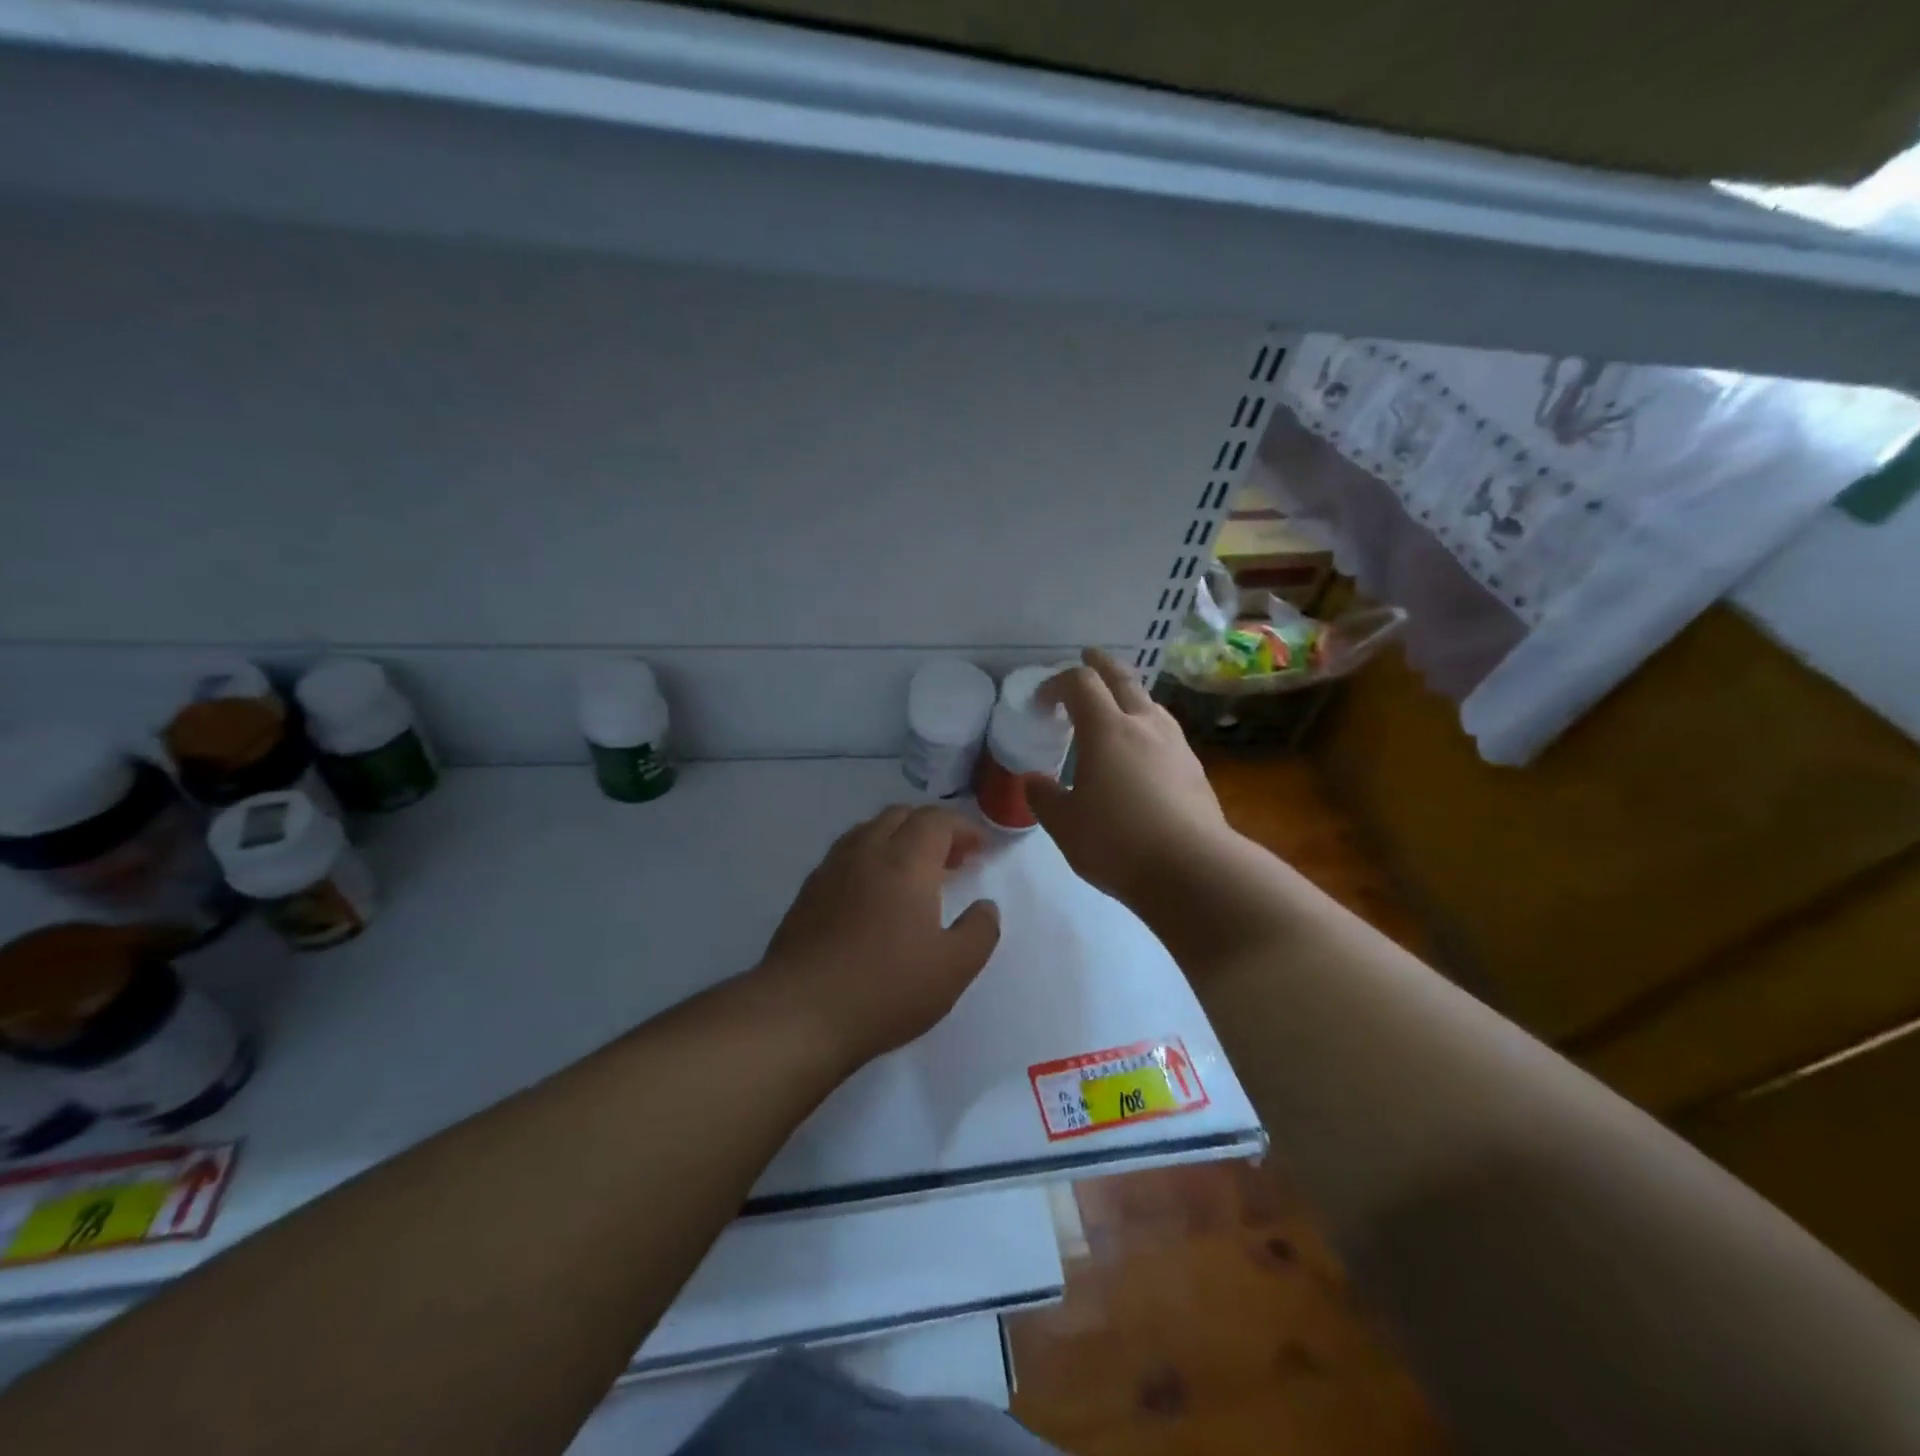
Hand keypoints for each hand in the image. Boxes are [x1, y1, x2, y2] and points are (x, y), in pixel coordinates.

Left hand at [759, 805, 1001, 1070]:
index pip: (937, 820)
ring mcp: (831, 869)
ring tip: (914, 873)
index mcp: (906, 861)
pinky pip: (846, 855)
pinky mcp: (808, 892)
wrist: (799, 1013)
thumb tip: (986, 906)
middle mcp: (867, 852)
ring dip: (898, 839)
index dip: (963, 827)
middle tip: (952, 859)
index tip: (981, 849)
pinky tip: (874, 894)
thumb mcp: (953, 969)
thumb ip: (979, 931)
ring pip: (869, 831)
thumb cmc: (885, 988)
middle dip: (932, 828)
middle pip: (901, 816)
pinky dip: (870, 858)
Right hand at [1029, 649, 1230, 906]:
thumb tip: (1034, 780)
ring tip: (1116, 706)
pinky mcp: (1195, 768)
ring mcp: (1176, 744)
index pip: (1079, 683)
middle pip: (1122, 678)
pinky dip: (1147, 726)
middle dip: (1100, 665)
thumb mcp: (1065, 825)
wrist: (1194, 870)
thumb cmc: (1118, 842)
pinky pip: (1165, 732)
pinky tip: (1143, 751)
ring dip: (1129, 694)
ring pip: (1150, 702)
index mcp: (1107, 730)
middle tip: (1087, 659)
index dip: (1056, 683)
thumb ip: (1044, 797)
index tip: (1041, 700)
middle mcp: (1144, 725)